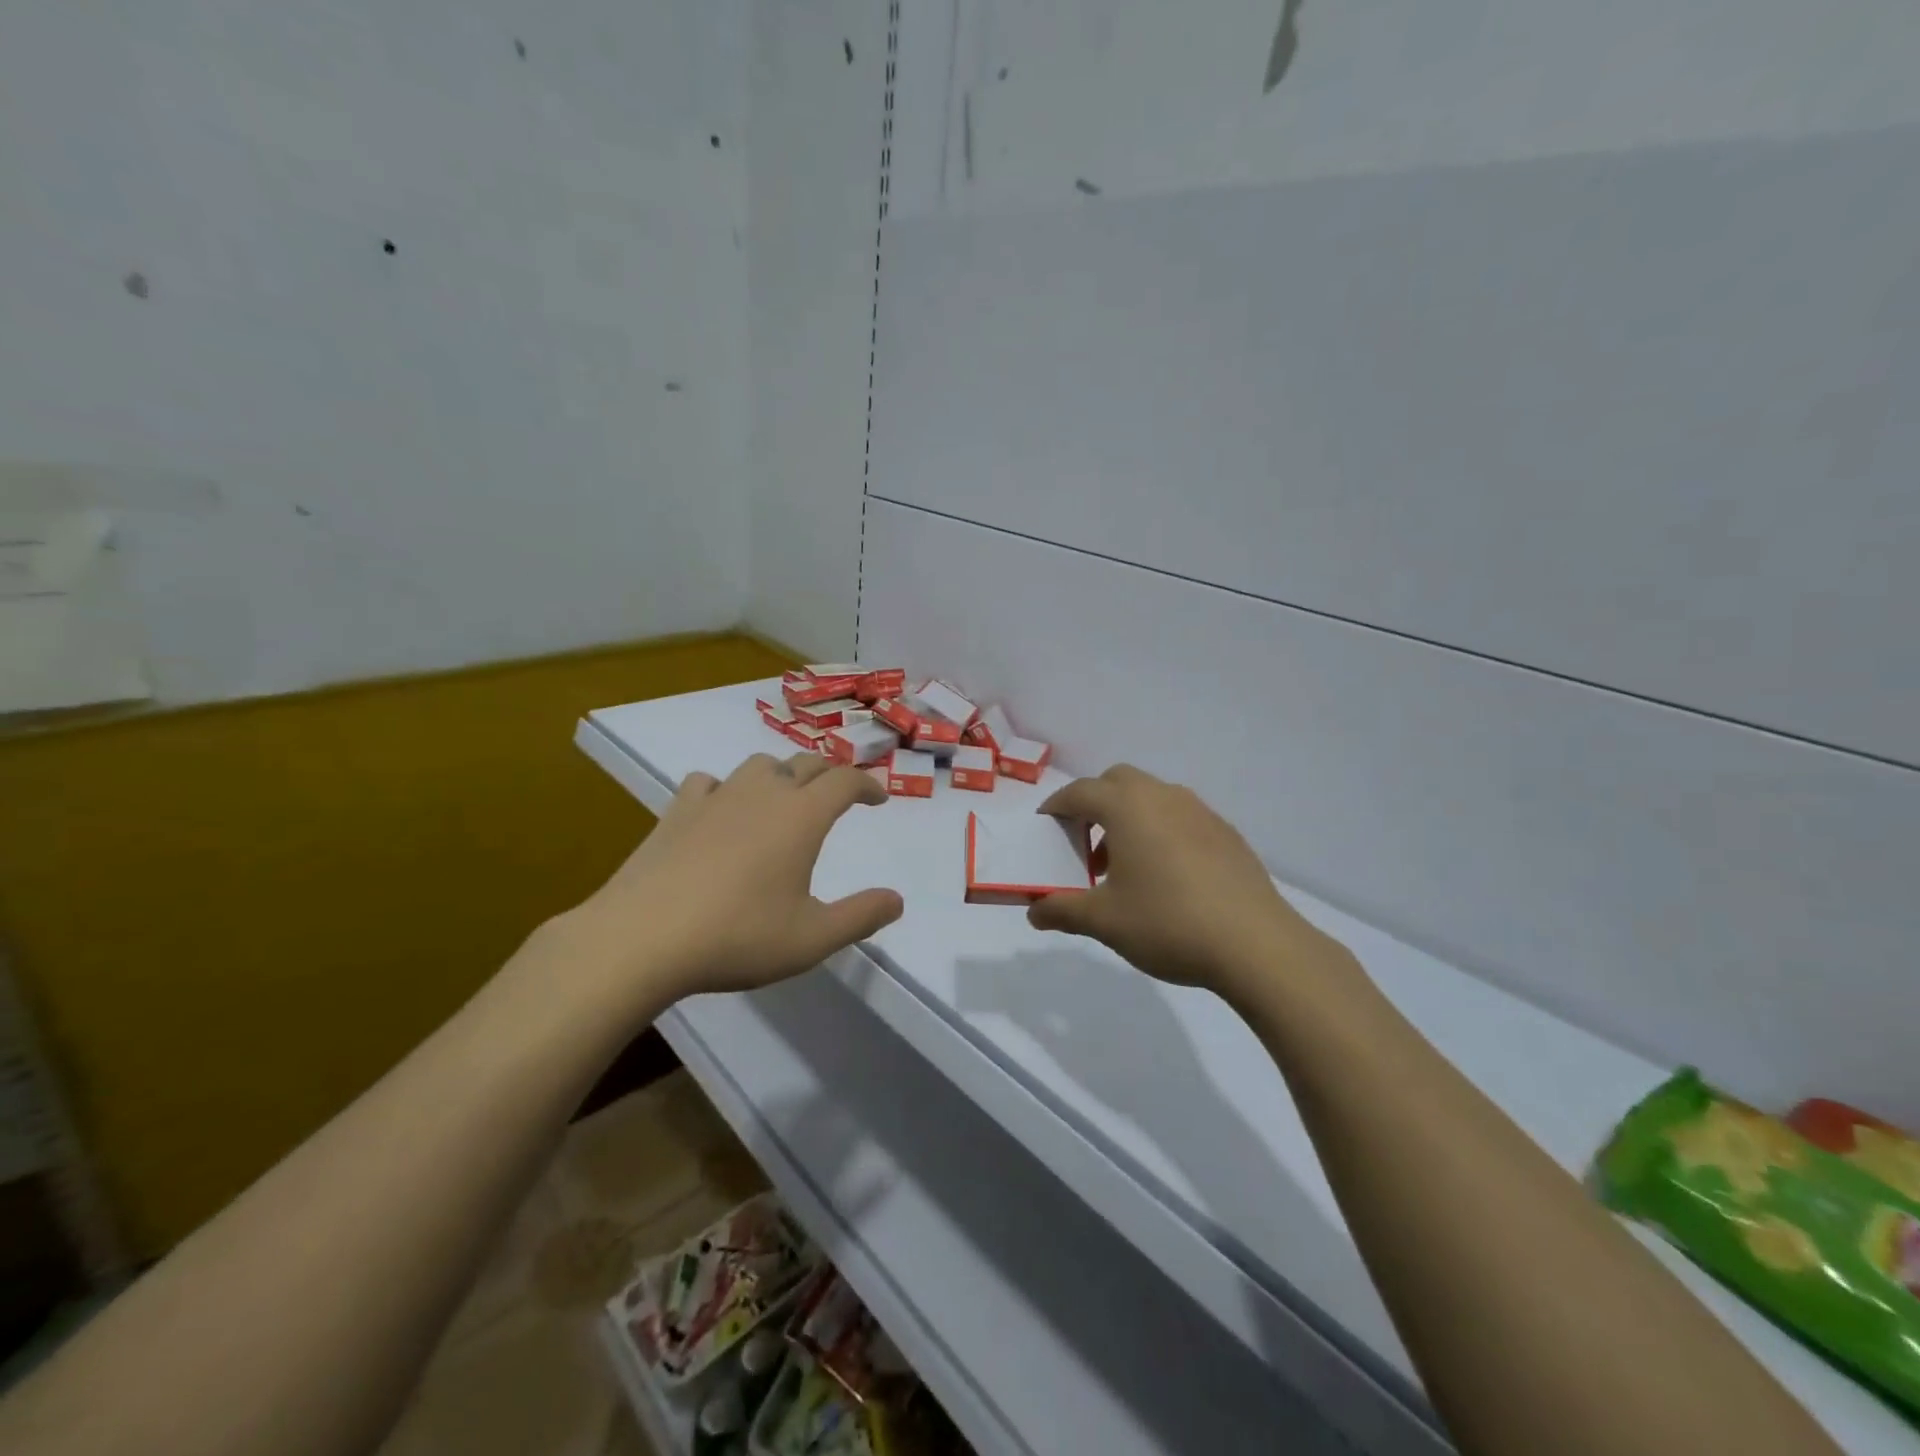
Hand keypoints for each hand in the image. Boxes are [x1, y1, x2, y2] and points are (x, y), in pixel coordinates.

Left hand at [573, 753, 903, 1002]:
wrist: (641, 938)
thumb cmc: (737, 936)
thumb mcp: (812, 938)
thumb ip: (860, 917)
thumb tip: (897, 900)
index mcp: (801, 816)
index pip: (845, 780)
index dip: (867, 785)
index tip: (878, 799)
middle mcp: (763, 794)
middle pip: (805, 763)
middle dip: (829, 774)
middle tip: (838, 795)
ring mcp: (716, 798)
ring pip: (758, 765)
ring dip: (780, 774)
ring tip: (783, 799)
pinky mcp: (677, 811)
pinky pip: (709, 782)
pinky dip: (725, 789)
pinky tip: (721, 809)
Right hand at [1029, 764, 1348, 1002]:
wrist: (1256, 944)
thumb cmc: (1167, 923)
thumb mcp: (1104, 921)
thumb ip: (1062, 909)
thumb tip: (1034, 912)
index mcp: (1128, 807)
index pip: (1080, 792)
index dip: (1056, 806)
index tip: (1046, 826)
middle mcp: (1163, 797)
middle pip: (1118, 781)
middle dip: (1094, 804)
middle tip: (1085, 844)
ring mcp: (1200, 812)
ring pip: (1152, 797)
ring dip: (1129, 818)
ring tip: (1125, 867)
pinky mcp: (1226, 834)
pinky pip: (1181, 817)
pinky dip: (1161, 831)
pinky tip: (1167, 877)